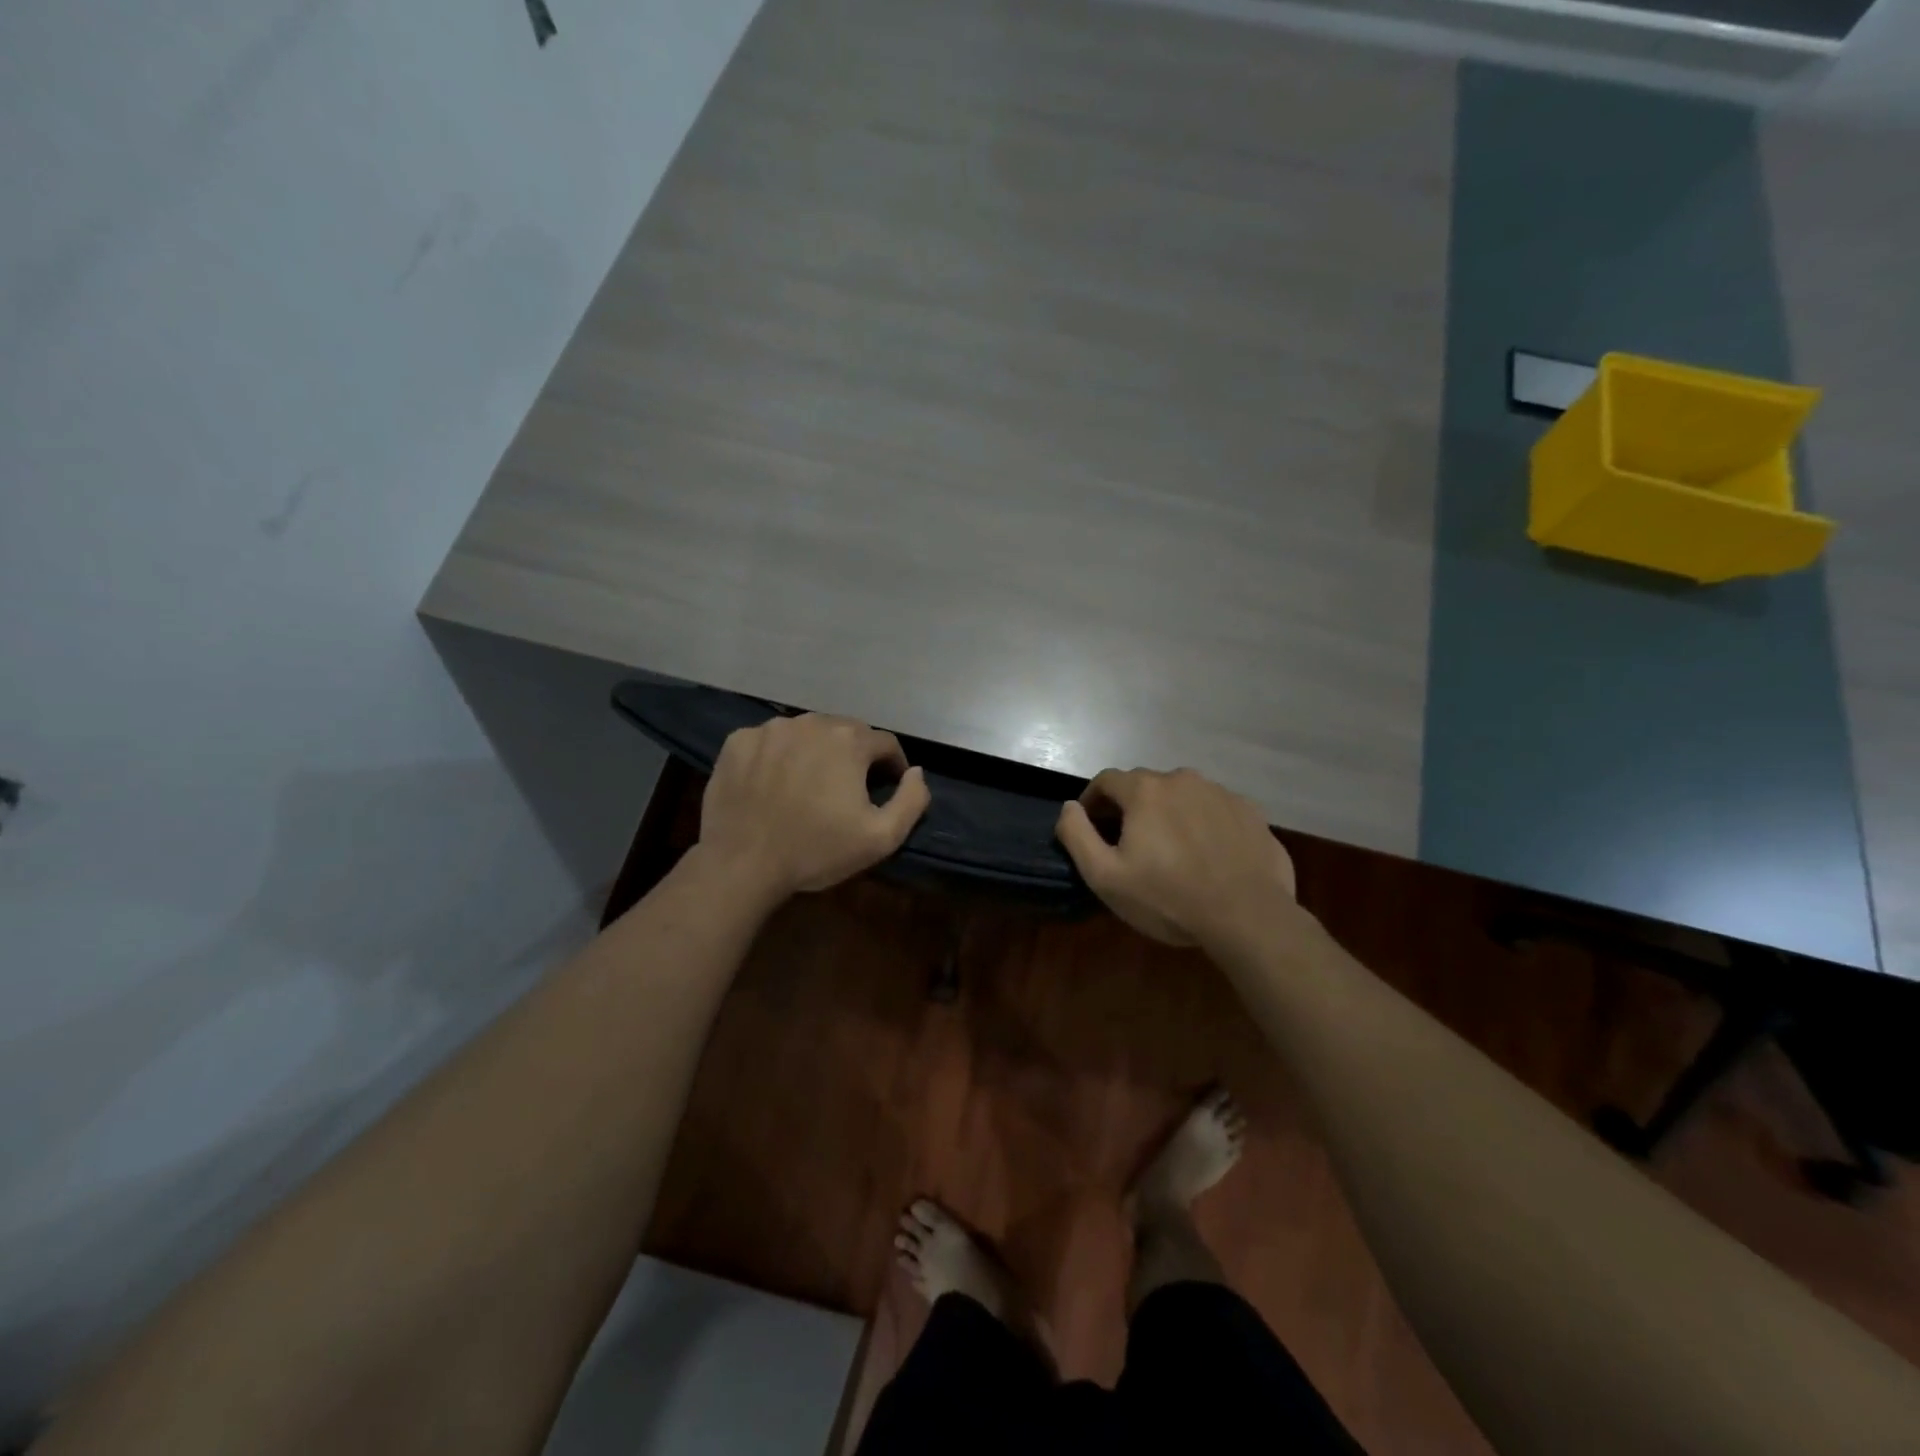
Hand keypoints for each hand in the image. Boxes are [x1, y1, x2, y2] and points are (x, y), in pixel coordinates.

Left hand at [697, 714, 930, 902]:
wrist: (741, 864)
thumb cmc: (816, 851)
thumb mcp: (881, 838)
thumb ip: (911, 801)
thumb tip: (916, 772)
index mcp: (849, 740)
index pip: (885, 743)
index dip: (892, 766)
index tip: (886, 788)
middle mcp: (811, 722)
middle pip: (845, 732)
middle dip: (854, 756)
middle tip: (847, 789)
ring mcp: (770, 729)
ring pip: (807, 733)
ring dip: (815, 752)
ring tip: (809, 784)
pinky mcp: (738, 741)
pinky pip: (769, 741)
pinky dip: (778, 756)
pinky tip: (773, 783)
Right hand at [1055, 767, 1297, 949]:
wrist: (1247, 916)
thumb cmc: (1168, 897)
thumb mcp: (1105, 876)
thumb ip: (1077, 835)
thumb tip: (1069, 807)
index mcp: (1145, 790)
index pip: (1106, 780)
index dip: (1092, 800)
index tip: (1090, 824)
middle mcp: (1183, 779)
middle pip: (1146, 785)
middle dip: (1131, 807)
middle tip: (1130, 842)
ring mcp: (1221, 793)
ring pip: (1183, 795)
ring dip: (1170, 813)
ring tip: (1172, 849)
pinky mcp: (1251, 812)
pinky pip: (1215, 810)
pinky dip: (1204, 823)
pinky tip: (1208, 854)